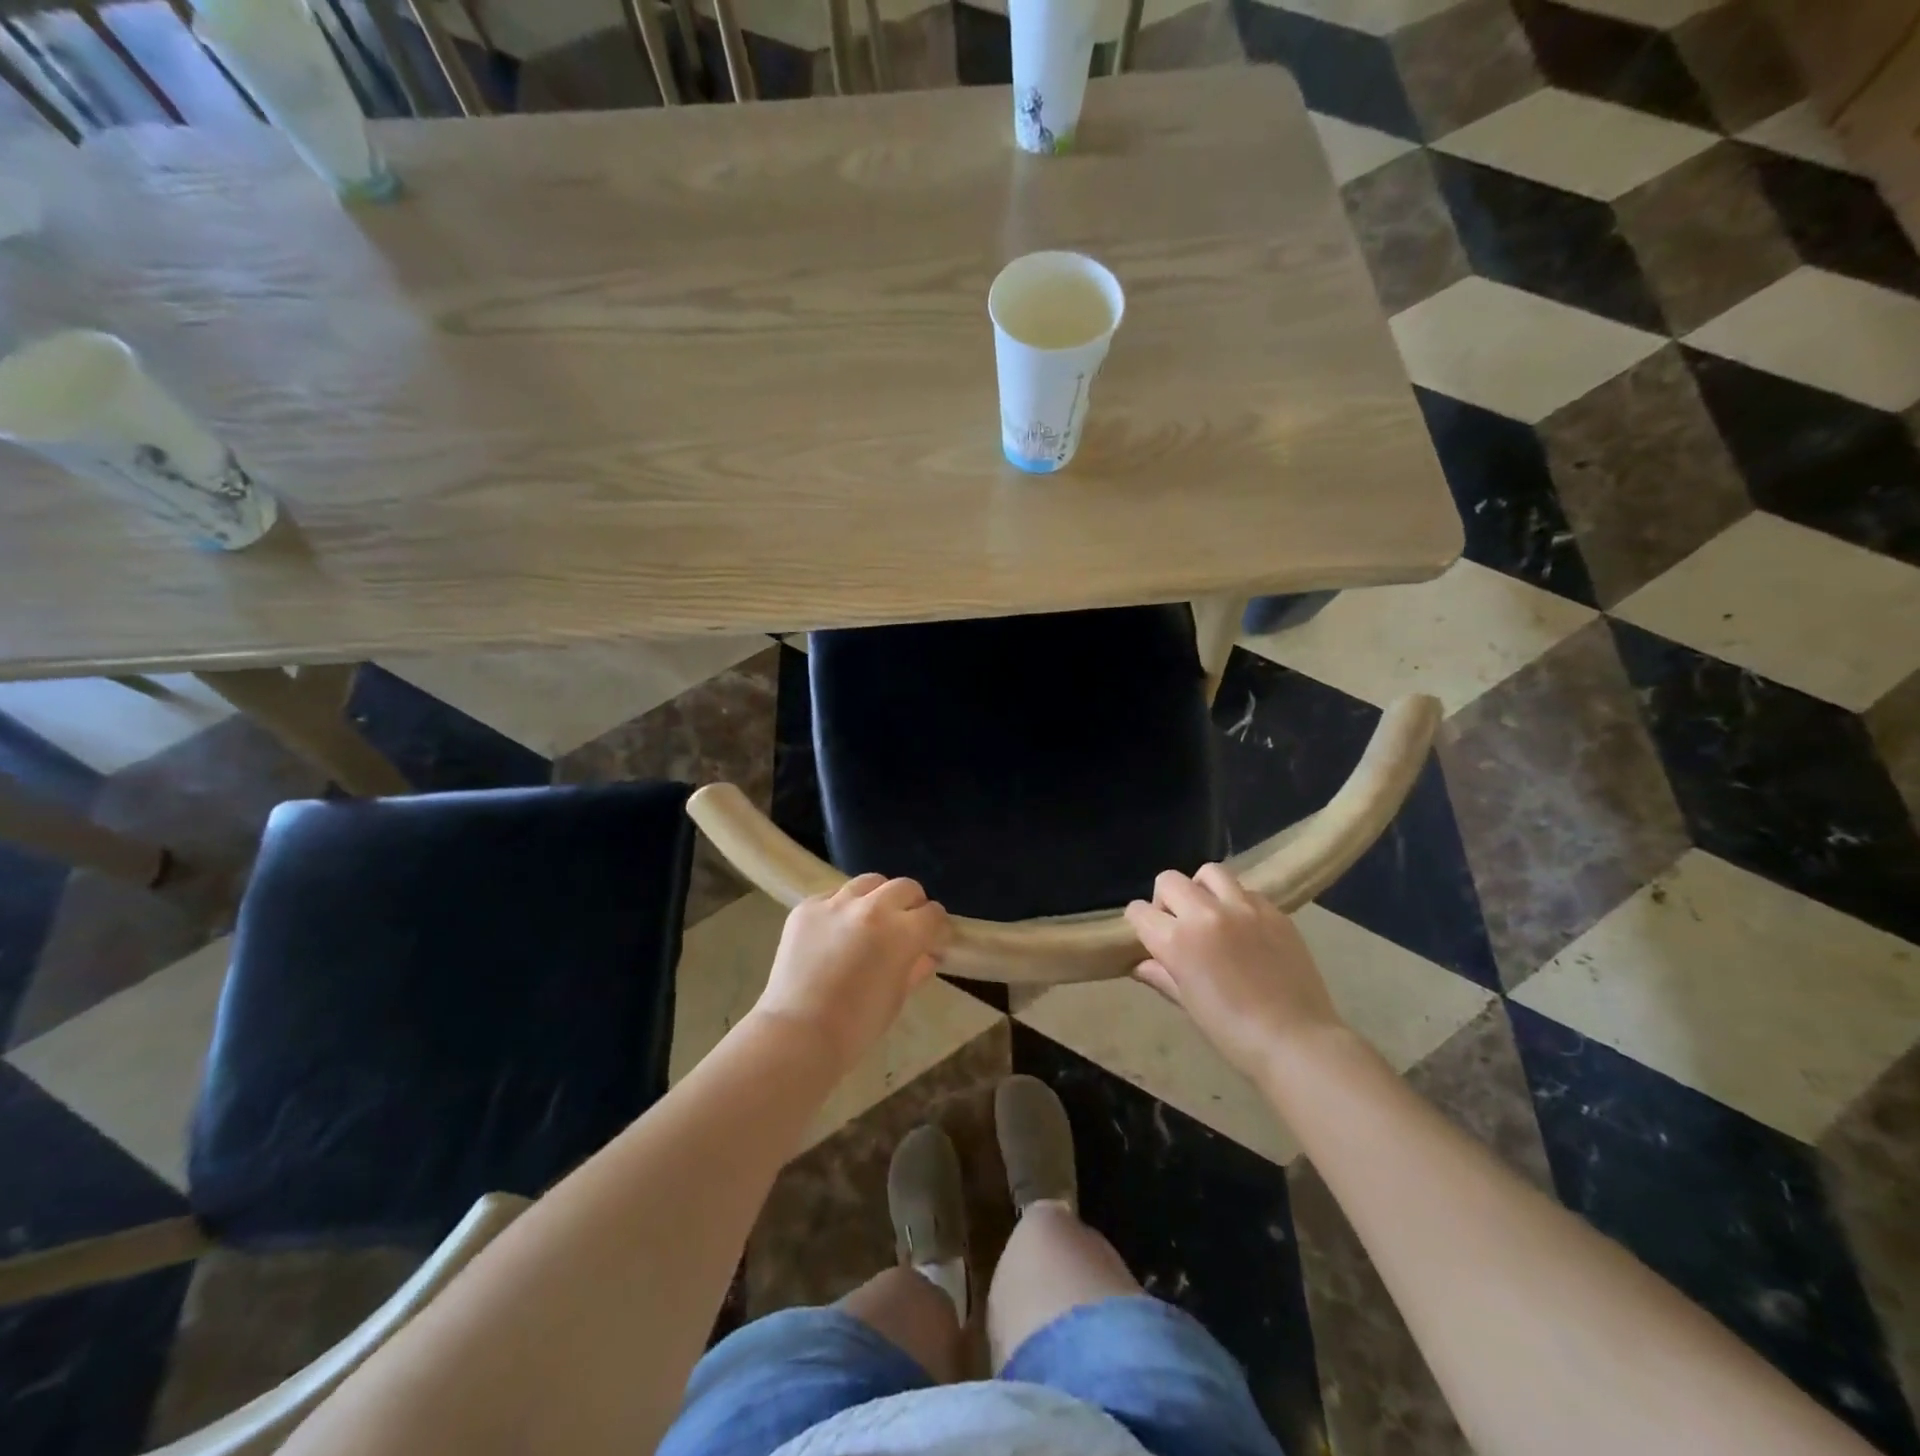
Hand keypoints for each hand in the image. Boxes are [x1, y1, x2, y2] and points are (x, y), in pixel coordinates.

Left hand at [751, 874, 951, 1068]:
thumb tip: (928, 954)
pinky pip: (833, 896)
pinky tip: (835, 932)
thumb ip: (916, 968)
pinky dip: (842, 909)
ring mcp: (835, 903)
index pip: (933, 914)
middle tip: (906, 926)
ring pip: (869, 883)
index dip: (937, 928)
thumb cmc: (857, 1026)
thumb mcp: (897, 997)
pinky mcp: (807, 907)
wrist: (797, 1033)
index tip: (933, 940)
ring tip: (871, 920)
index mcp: (901, 932)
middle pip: (905, 887)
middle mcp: (871, 907)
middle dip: (912, 905)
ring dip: (878, 898)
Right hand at [1124, 865, 1344, 1078]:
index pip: (1139, 911)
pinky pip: (1246, 890)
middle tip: (1178, 925)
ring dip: (1201, 889)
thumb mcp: (1188, 1004)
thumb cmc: (1233, 1032)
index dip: (1139, 922)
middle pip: (1169, 881)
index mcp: (1177, 941)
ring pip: (1209, 873)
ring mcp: (1243, 908)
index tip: (1148, 936)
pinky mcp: (1274, 911)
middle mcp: (1206, 914)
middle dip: (1165, 900)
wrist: (1296, 1040)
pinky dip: (1236, 902)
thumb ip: (1162, 976)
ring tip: (1211, 914)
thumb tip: (1141, 965)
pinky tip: (1244, 927)